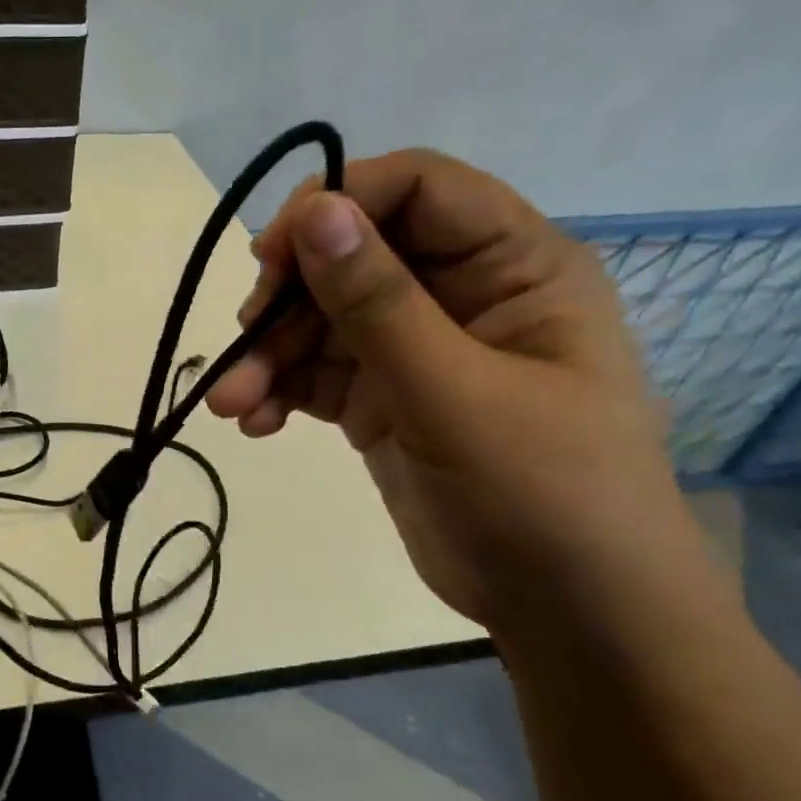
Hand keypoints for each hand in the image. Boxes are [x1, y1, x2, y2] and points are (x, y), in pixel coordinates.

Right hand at [208, 148, 693, 629]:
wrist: (567, 611)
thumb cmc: (543, 494)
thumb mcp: (455, 393)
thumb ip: (379, 303)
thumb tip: (313, 212)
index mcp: (512, 267)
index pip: (417, 190)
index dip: (339, 203)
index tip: (272, 254)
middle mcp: (460, 295)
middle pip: (352, 259)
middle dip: (288, 302)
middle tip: (244, 344)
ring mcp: (416, 351)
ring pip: (322, 322)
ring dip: (269, 357)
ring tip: (233, 406)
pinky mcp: (383, 402)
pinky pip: (316, 375)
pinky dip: (279, 392)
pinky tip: (254, 424)